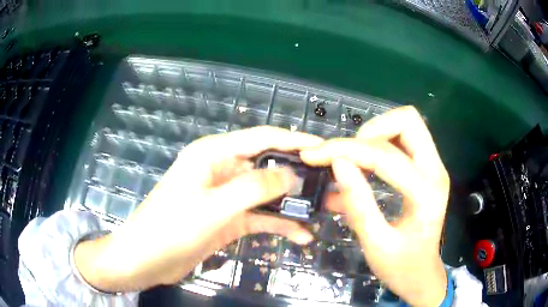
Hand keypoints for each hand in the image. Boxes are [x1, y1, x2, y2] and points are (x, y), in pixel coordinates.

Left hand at [75, 127, 320, 291]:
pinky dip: (278, 224)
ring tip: (320, 211)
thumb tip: (292, 176)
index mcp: (213, 154)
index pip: (261, 138)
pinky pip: (259, 217)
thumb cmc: (172, 228)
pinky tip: (301, 235)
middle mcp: (222, 170)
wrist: (147, 259)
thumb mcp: (214, 207)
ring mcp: (226, 197)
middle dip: (297, 175)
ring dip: (290, 204)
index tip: (322, 148)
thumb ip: (254, 188)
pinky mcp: (228, 219)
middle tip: (327, 184)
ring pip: (265, 194)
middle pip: (267, 166)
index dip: (293, 140)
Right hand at [301, 106, 449, 306]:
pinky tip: (365, 164)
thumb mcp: (375, 244)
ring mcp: (435, 166)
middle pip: (407, 120)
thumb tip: (337, 164)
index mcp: (426, 193)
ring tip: (353, 158)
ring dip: (375, 133)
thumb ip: (358, 204)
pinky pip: (405, 138)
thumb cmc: (400, 267)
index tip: (315, 155)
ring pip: (406, 124)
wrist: (422, 274)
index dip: (346, 150)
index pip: (384, 155)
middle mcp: (436, 170)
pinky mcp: (428, 168)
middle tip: (346, 154)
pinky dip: (381, 142)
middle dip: (370, 130)